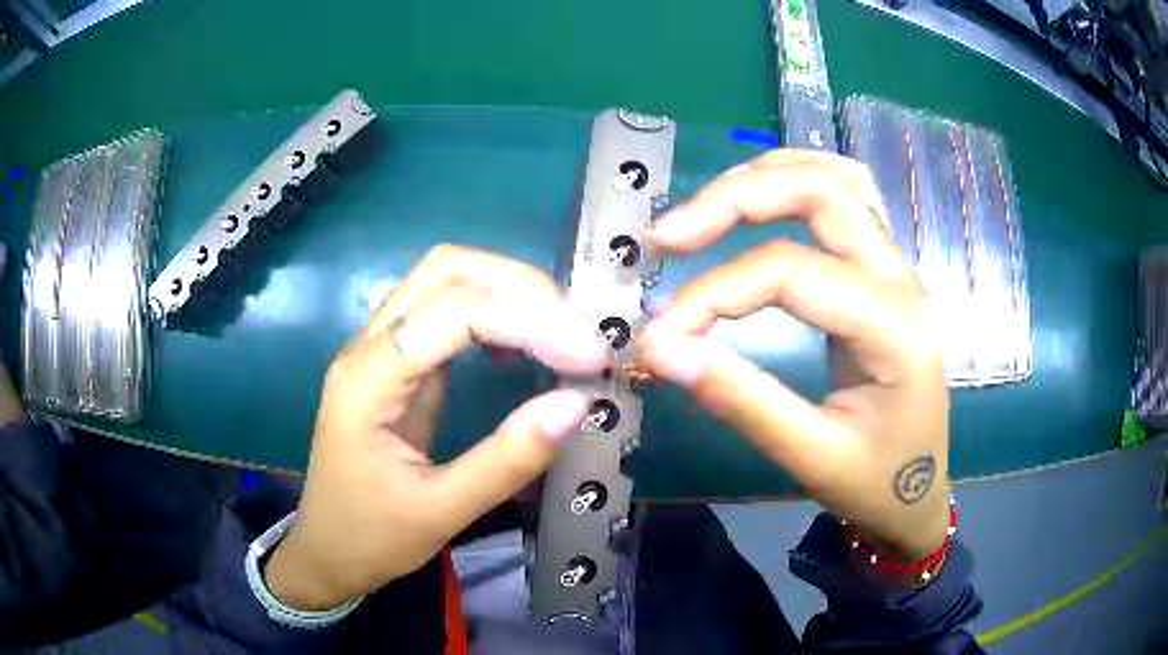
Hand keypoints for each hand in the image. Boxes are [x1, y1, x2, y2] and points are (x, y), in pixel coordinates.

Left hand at [265, 245, 608, 609]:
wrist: (328, 550)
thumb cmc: (371, 536)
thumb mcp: (441, 513)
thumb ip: (507, 460)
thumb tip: (576, 403)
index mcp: (367, 381)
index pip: (452, 314)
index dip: (530, 321)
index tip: (591, 356)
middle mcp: (368, 346)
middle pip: (445, 270)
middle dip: (522, 286)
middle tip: (579, 331)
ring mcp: (379, 348)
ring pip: (445, 279)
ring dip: (510, 291)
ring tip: (564, 331)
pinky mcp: (396, 361)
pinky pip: (445, 311)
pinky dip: (494, 312)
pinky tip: (521, 345)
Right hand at [638, 150, 949, 559]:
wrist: (919, 493)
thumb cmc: (876, 483)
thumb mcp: (811, 457)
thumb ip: (741, 400)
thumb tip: (661, 350)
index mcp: (892, 328)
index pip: (790, 274)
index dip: (713, 294)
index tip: (658, 333)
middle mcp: (900, 278)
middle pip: (821, 192)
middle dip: (735, 199)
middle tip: (668, 237)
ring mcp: (897, 266)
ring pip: (838, 178)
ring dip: (767, 176)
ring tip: (706, 206)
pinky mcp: (885, 270)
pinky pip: (849, 196)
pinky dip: (799, 182)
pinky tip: (763, 197)